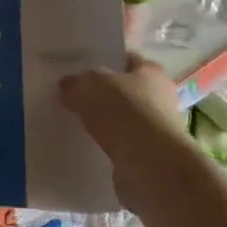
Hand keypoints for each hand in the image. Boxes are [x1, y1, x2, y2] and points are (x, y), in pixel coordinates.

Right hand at [60, 55, 190, 206]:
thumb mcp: (90, 86)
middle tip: (69, 96)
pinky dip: (105, 146)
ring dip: (102, 123)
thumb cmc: (125, 114)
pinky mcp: (146, 155)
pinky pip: (119, 145)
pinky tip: (83, 147)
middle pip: (123, 90)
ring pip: (120, 119)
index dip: (101, 60)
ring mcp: (154, 128)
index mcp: (150, 71)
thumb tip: (67, 85)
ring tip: (72, 123)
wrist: (151, 167)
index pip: (124, 59)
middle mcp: (158, 97)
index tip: (77, 68)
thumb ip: (76, 82)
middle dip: (99, 94)